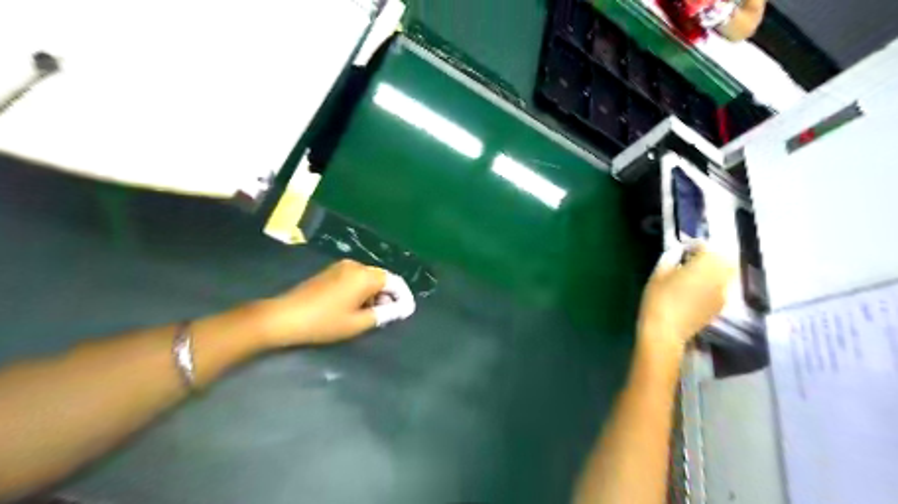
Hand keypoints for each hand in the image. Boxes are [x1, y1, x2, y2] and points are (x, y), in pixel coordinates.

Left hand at [256, 260, 417, 346]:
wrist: (284, 317)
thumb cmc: (324, 322)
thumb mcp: (357, 323)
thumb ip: (383, 314)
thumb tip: (401, 310)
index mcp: (365, 276)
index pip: (395, 281)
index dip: (403, 297)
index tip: (406, 313)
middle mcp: (356, 266)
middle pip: (382, 278)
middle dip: (389, 296)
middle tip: (389, 316)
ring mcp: (341, 267)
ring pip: (368, 279)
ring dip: (375, 295)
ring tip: (373, 315)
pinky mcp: (330, 272)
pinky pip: (355, 279)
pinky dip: (362, 291)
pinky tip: (357, 307)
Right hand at [634, 247, 732, 352]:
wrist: (665, 332)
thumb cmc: (658, 299)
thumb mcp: (658, 274)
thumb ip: (671, 257)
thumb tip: (678, 251)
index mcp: (705, 265)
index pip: (706, 247)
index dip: (694, 245)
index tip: (682, 248)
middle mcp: (720, 277)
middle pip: (723, 259)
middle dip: (710, 256)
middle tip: (692, 259)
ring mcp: (723, 293)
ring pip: (725, 274)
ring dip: (713, 270)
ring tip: (694, 274)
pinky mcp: (720, 307)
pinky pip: (721, 288)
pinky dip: (712, 284)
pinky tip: (695, 291)